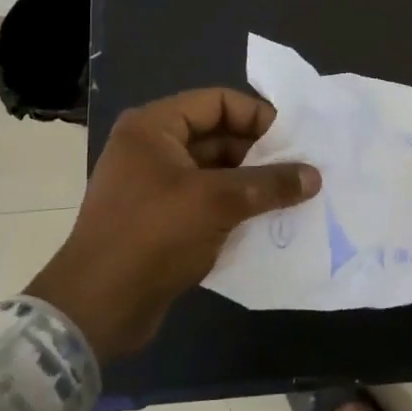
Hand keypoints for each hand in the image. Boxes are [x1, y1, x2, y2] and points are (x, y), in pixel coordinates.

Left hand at [26, 89, 320, 358]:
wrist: (97, 308)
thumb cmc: (153, 236)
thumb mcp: (217, 202)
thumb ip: (269, 184)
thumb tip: (314, 175)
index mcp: (154, 127)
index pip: (217, 102)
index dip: (258, 116)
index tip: (295, 139)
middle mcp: (151, 148)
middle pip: (217, 136)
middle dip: (260, 152)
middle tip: (300, 169)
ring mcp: (154, 186)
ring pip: (214, 171)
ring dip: (251, 182)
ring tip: (292, 195)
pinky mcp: (160, 220)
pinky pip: (206, 201)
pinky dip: (235, 207)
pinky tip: (268, 220)